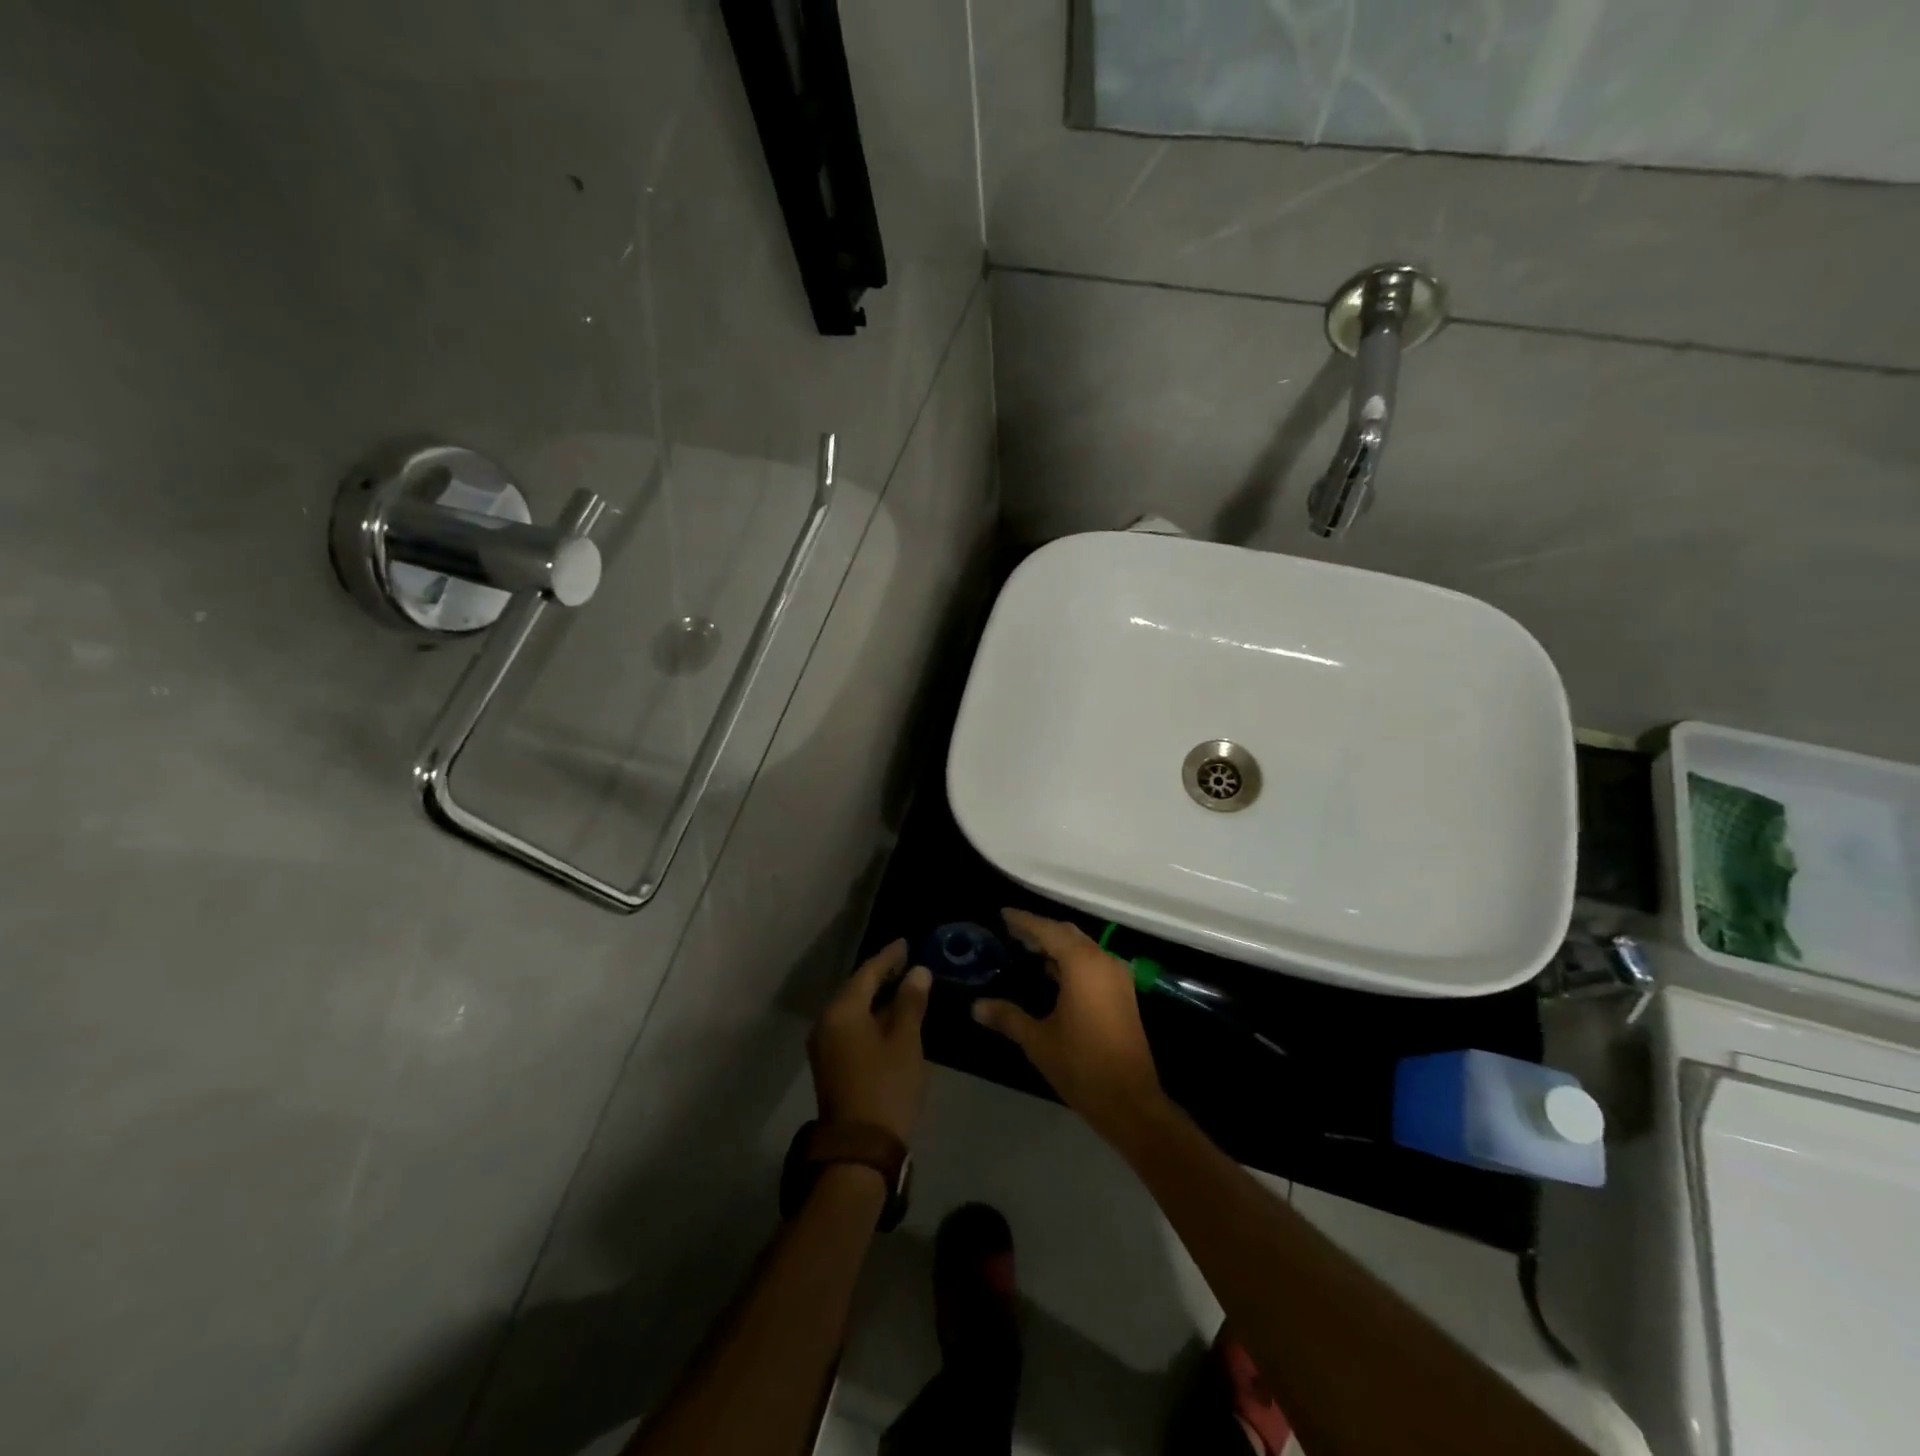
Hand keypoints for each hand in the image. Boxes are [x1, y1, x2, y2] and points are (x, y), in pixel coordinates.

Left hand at [809, 940, 932, 1143]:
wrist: (859, 1148)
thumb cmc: (886, 1087)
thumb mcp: (905, 1042)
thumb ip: (910, 1003)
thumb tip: (918, 971)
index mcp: (842, 1011)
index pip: (867, 973)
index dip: (889, 957)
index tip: (906, 942)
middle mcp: (827, 1022)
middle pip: (856, 989)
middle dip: (881, 975)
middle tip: (907, 961)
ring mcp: (825, 1044)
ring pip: (853, 1009)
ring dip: (876, 997)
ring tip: (903, 985)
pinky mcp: (831, 1063)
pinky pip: (851, 1026)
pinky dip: (870, 1016)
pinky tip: (890, 1016)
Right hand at [972, 910, 1167, 1140]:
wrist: (1130, 1102)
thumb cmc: (1081, 1066)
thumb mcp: (1037, 1040)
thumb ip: (1007, 1017)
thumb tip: (976, 1006)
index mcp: (1083, 965)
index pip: (1048, 931)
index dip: (1024, 921)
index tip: (1003, 914)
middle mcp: (1103, 962)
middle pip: (1067, 934)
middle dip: (1040, 930)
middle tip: (1012, 932)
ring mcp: (1117, 978)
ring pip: (1082, 948)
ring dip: (1056, 946)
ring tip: (1027, 949)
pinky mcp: (1123, 994)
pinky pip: (1093, 963)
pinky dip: (1071, 961)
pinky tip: (1051, 973)